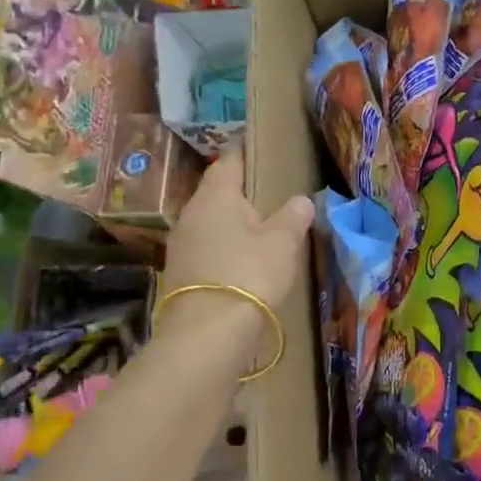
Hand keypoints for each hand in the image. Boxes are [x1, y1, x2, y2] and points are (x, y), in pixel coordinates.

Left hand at [157, 151, 313, 348]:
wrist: (208, 333)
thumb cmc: (249, 273)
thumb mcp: (283, 242)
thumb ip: (294, 216)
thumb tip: (301, 201)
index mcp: (215, 195)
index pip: (229, 160)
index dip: (245, 151)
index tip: (260, 146)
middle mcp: (191, 213)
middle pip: (217, 192)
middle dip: (240, 190)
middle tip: (268, 191)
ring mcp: (181, 244)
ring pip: (210, 221)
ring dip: (232, 222)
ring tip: (260, 226)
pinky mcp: (180, 273)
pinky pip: (207, 247)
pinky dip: (225, 247)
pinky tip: (243, 259)